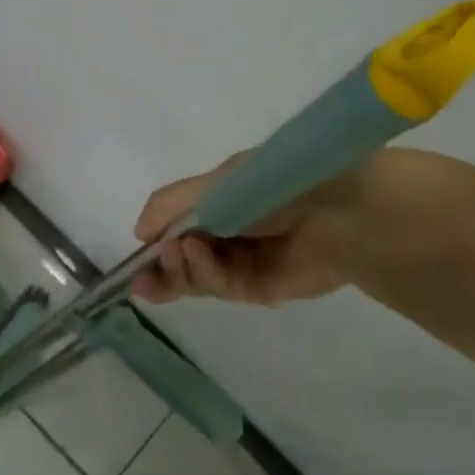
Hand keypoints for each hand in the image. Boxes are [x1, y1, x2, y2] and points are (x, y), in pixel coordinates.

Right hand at [130, 153, 358, 305]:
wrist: (336, 211)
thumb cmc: (272, 186)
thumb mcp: (215, 185)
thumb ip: (171, 205)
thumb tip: (139, 232)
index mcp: (220, 202)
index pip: (178, 226)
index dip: (156, 241)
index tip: (137, 253)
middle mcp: (230, 233)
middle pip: (184, 259)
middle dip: (161, 267)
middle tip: (143, 274)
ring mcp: (245, 263)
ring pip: (198, 277)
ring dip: (179, 270)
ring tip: (173, 255)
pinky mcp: (261, 289)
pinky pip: (223, 288)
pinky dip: (204, 275)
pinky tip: (194, 256)